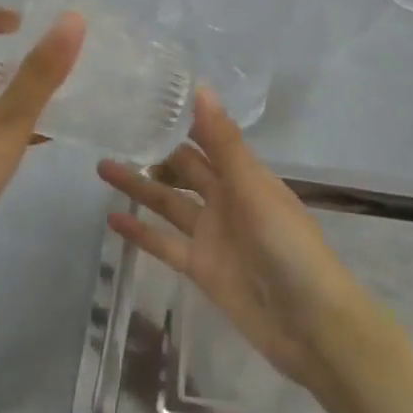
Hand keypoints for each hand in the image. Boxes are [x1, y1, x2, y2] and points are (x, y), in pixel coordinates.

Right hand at [98, 88, 376, 393]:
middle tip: (115, 128)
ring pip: (168, 202)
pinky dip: (140, 232)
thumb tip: (201, 87)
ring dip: (139, 186)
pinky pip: (165, 243)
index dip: (182, 118)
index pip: (207, 138)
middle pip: (184, 168)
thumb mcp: (254, 189)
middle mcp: (226, 199)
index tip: (148, 96)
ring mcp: (212, 234)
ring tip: (102, 166)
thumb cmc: (289, 246)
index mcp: (245, 175)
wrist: (310, 324)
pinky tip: (112, 220)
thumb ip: (223, 142)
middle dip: (155, 150)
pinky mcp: (200, 267)